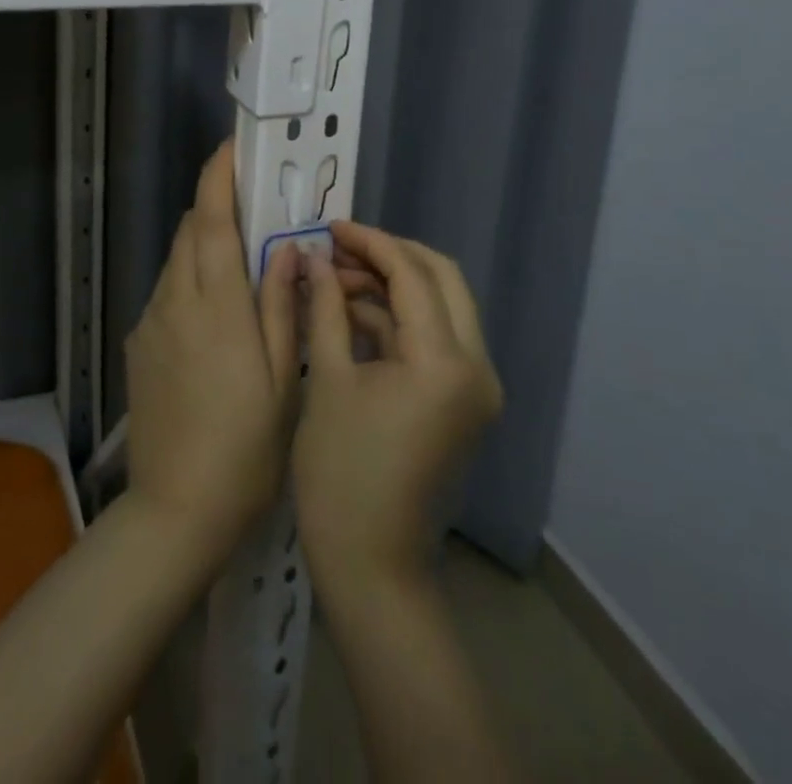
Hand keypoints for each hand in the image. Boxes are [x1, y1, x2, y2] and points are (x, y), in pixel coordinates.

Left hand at [124, 140, 298, 562]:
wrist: (176, 510)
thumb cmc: (245, 447)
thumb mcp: (280, 377)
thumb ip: (281, 304)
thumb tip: (287, 248)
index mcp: (216, 306)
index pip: (210, 222)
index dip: (217, 178)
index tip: (231, 148)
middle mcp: (174, 302)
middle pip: (188, 233)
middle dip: (214, 209)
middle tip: (252, 210)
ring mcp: (150, 322)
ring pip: (175, 261)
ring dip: (202, 246)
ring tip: (239, 264)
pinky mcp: (138, 345)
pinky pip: (166, 292)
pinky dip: (190, 281)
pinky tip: (215, 315)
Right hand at [293, 221, 502, 597]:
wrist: (372, 566)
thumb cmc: (341, 474)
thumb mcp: (328, 379)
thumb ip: (325, 307)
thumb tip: (315, 258)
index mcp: (444, 361)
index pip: (413, 274)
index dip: (370, 242)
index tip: (330, 225)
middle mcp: (476, 366)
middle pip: (442, 279)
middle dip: (389, 255)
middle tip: (338, 247)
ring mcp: (475, 386)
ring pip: (441, 307)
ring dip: (392, 286)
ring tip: (333, 278)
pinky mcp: (462, 401)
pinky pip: (435, 339)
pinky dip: (398, 319)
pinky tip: (350, 312)